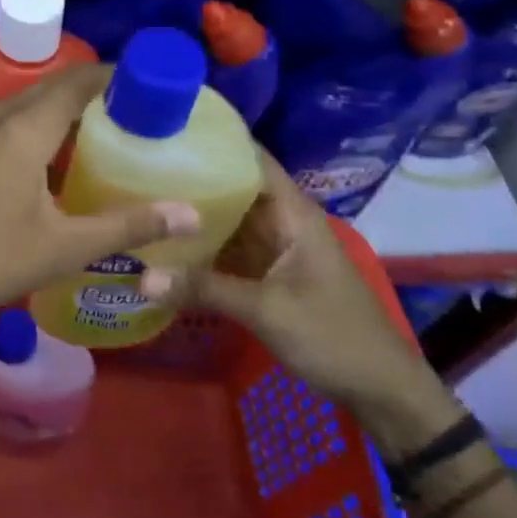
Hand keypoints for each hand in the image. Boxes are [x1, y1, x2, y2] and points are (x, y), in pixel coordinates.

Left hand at [0, 65, 199, 318]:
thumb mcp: (65, 247)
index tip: (147, 84)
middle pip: (51, 87)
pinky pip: (5, 119)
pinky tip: (50, 153)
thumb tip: (191, 213)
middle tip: (133, 110)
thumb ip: (129, 226)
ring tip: (99, 128)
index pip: (77, 82)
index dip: (113, 76)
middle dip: (92, 90)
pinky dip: (35, 122)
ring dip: (62, 107)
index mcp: (24, 130)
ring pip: (25, 102)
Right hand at [139, 149, 450, 442]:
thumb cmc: (333, 336)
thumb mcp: (266, 310)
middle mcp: (282, 222)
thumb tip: (141, 277)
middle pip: (234, 187)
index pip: (252, 158)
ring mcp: (275, 249)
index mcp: (292, 213)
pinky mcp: (267, 275)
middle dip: (192, 176)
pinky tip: (165, 244)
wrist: (380, 390)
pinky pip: (229, 250)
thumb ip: (204, 289)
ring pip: (229, 220)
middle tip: (136, 164)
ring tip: (140, 195)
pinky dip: (202, 246)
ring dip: (194, 213)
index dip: (216, 140)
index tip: (169, 128)